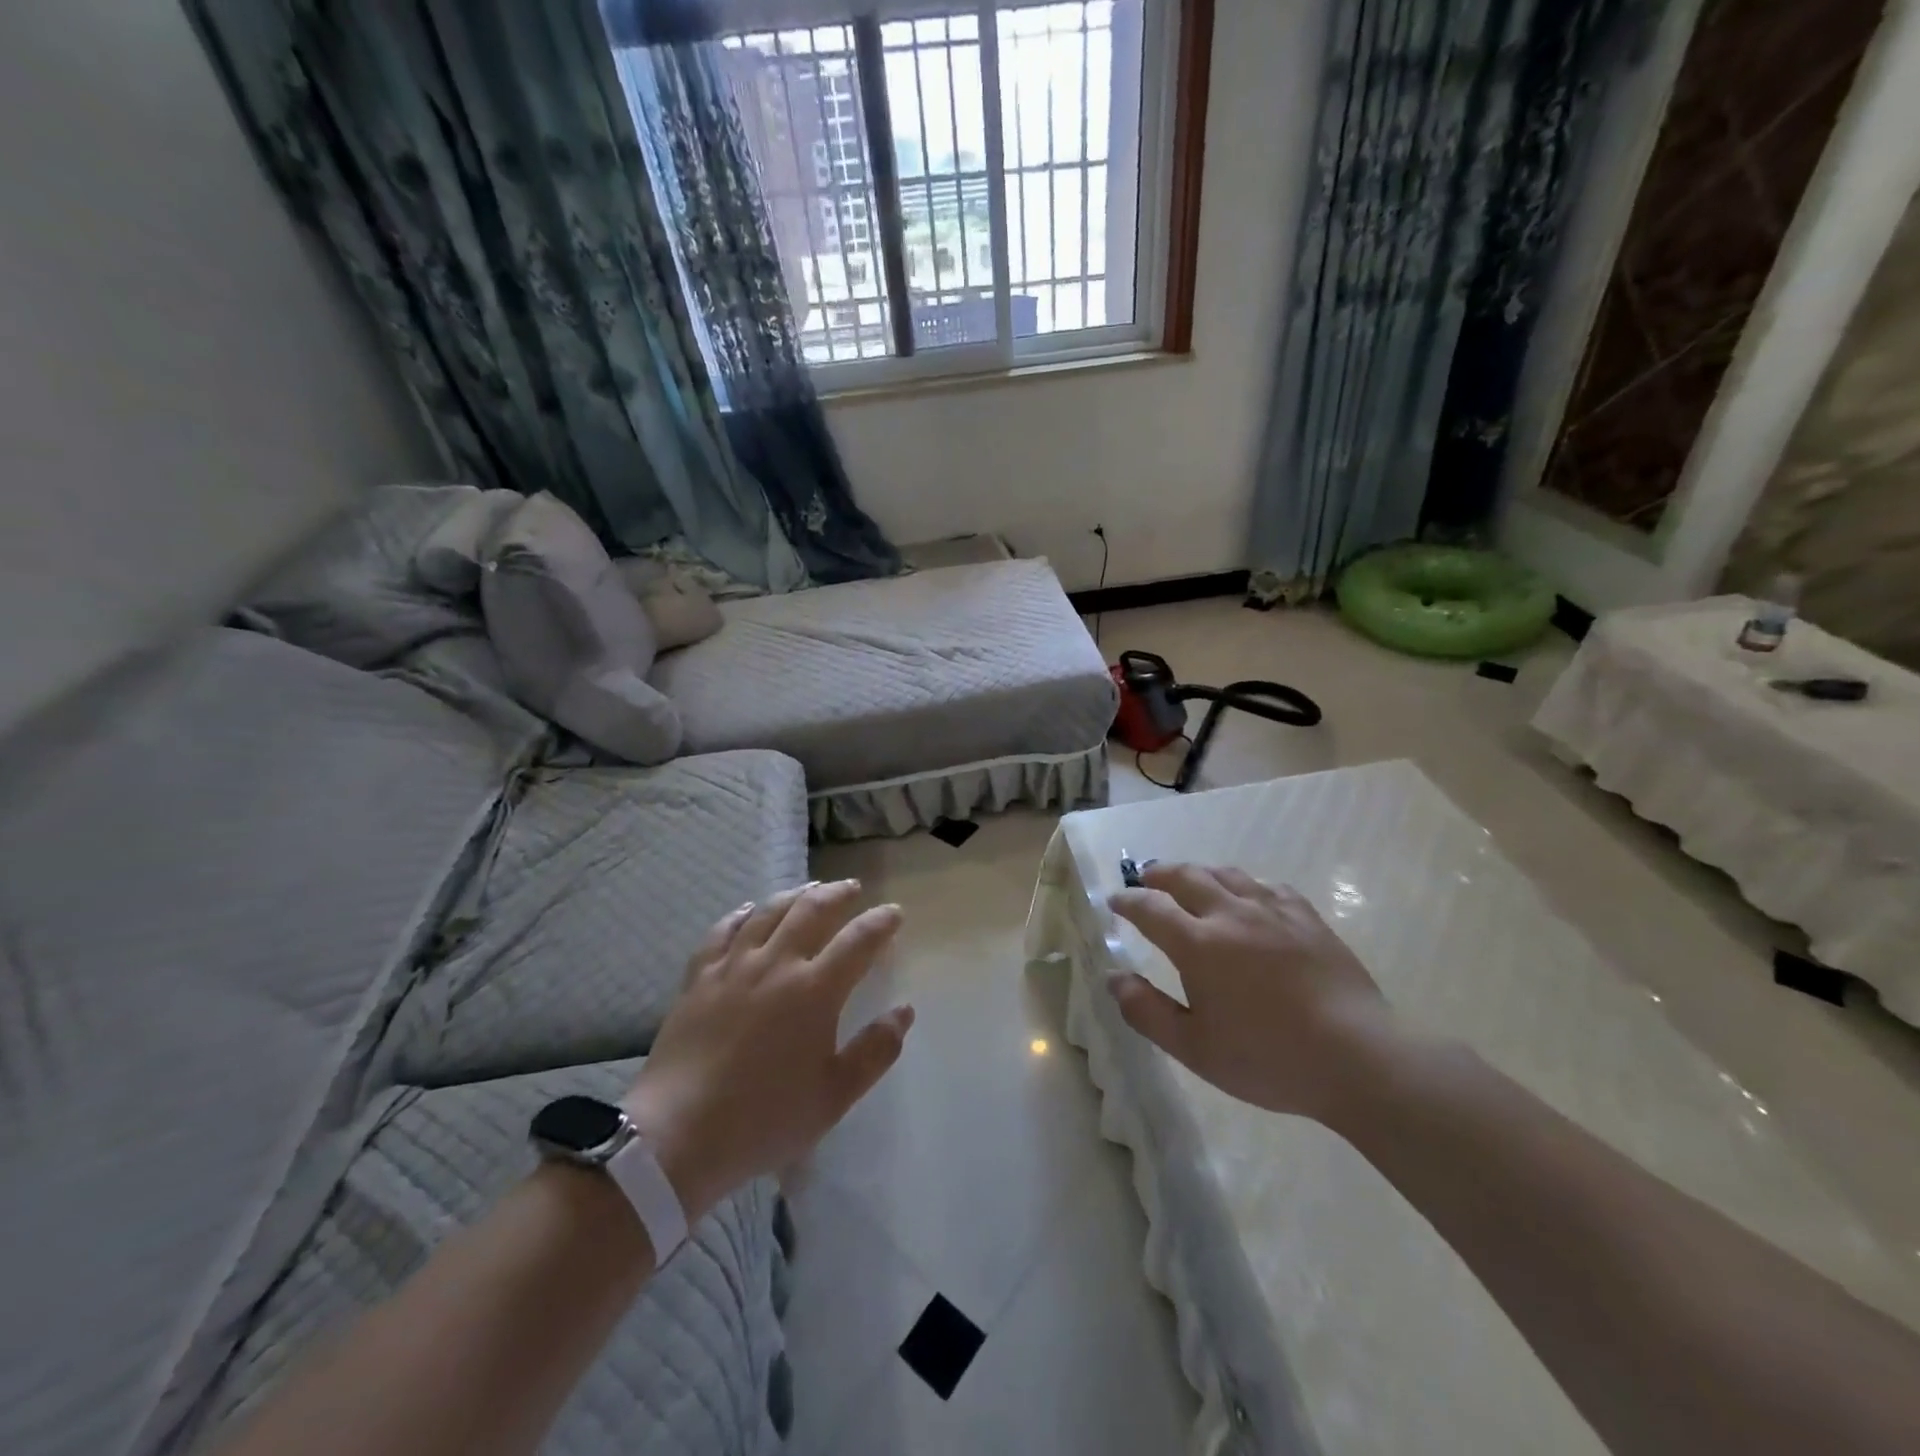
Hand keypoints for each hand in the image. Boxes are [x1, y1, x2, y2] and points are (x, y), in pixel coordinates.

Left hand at [623, 881, 913, 1222]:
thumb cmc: (764, 1119)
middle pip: (812, 911)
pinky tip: (748, 910)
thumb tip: (904, 1010)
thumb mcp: (834, 1096)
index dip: (881, 922)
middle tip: (853, 889)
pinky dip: (740, 914)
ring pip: (768, 912)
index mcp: (815, 990)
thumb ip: (875, 1051)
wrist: (677, 1136)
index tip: (895, 912)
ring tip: (810, 888)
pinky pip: (722, 931)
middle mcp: (776, 964)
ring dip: (795, 894)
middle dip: (838, 894)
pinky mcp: (698, 978)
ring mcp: (733, 966)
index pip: (858, 941)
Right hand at [1108, 863, 1395, 1122]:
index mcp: (1198, 944)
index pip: (1151, 908)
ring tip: (1190, 881)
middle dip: (1158, 873)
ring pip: (1227, 874)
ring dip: (1199, 873)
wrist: (1358, 1058)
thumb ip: (1147, 1011)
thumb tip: (1114, 978)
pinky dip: (1245, 885)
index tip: (1115, 901)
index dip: (1128, 901)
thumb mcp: (1194, 1048)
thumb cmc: (1268, 1058)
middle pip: (1186, 876)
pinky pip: (1268, 886)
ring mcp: (1273, 911)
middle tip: (1145, 878)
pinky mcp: (1307, 918)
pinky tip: (1249, 897)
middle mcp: (1231, 914)